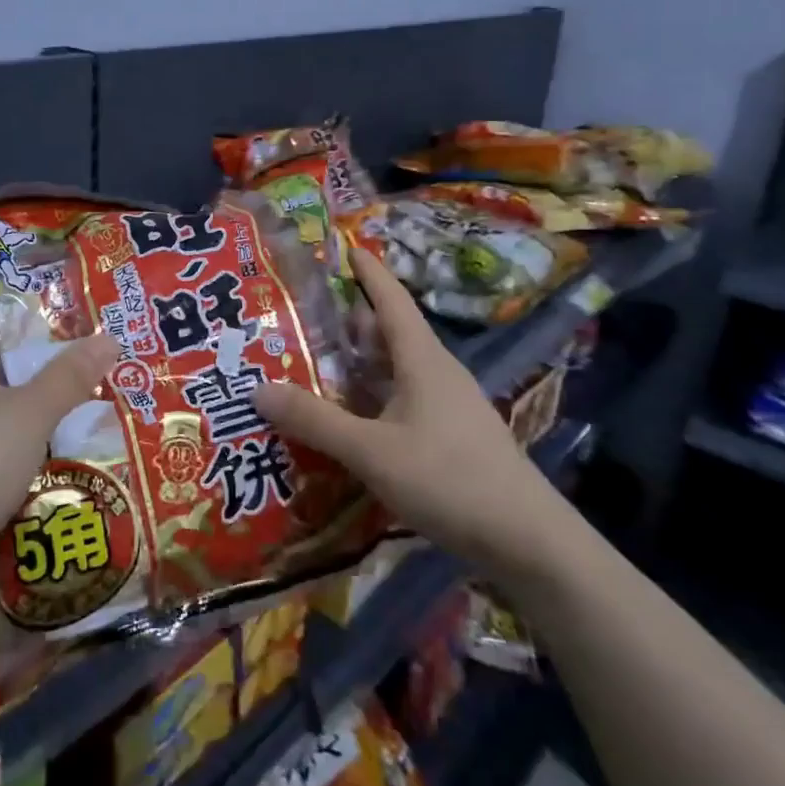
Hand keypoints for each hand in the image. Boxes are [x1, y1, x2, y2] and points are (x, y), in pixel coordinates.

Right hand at [252, 250, 569, 572]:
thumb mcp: (372, 451)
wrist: (527, 540)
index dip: (367, 271)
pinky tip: (349, 418)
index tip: (344, 245)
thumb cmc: (449, 479)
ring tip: (315, 363)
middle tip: (302, 316)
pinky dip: (372, 397)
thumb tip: (257, 389)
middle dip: (349, 321)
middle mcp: (436, 372)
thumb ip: (315, 421)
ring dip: (359, 364)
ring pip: (395, 369)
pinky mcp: (451, 435)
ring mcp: (447, 405)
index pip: (390, 299)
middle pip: (389, 333)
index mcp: (422, 359)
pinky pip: (402, 400)